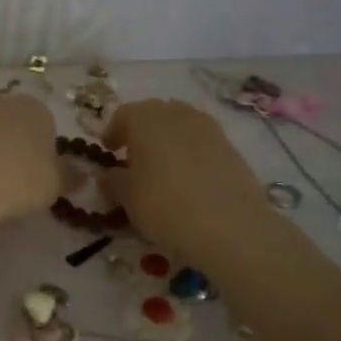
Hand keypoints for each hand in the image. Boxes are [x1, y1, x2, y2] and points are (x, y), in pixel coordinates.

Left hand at [0, 94, 63, 219]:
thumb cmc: (22, 178)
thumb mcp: (56, 183)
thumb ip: (69, 177)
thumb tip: (82, 175)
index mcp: (32, 108)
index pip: (44, 123)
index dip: (43, 149)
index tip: (40, 174)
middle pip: (7, 125)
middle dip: (9, 147)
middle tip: (12, 181)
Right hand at [100, 98, 283, 264]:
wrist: (232, 227)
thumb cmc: (165, 206)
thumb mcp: (127, 198)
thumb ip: (113, 181)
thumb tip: (109, 175)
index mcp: (144, 119)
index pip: (122, 115)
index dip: (113, 132)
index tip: (109, 150)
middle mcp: (175, 114)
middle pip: (154, 113)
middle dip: (141, 130)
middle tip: (134, 156)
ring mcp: (208, 128)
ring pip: (180, 124)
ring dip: (168, 138)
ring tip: (162, 166)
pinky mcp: (231, 147)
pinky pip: (202, 141)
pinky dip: (191, 152)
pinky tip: (189, 177)